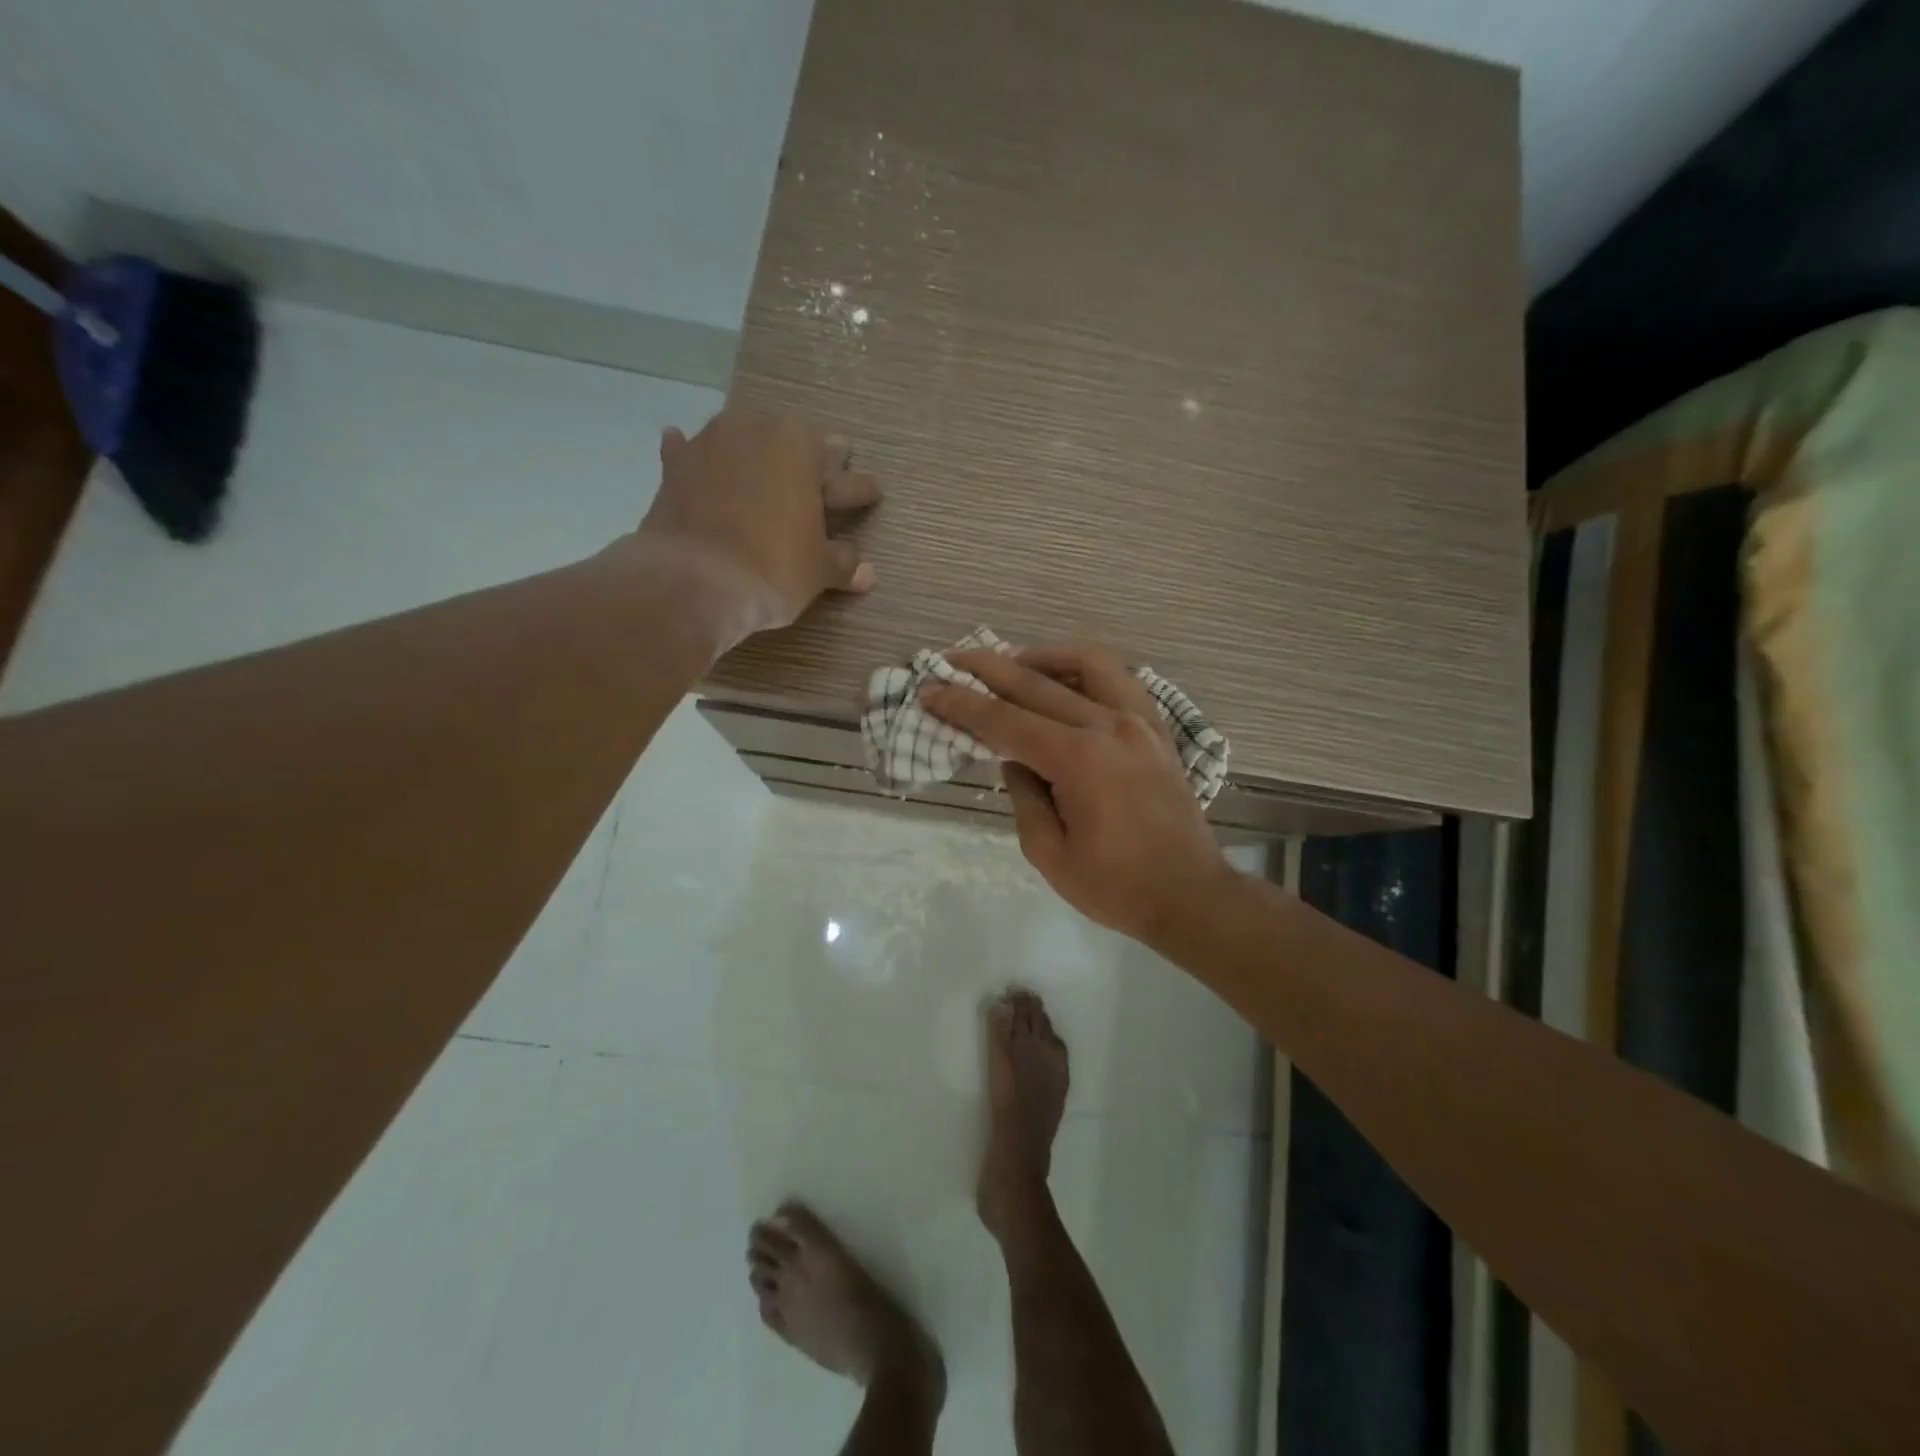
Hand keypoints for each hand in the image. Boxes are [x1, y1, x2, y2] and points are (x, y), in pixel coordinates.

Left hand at [629, 410, 880, 642]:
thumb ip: (843, 563)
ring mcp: (711, 445)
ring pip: (742, 439)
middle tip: (828, 466)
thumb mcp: (818, 570)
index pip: (842, 472)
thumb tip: (868, 573)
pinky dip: (693, 454)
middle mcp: (757, 432)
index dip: (859, 488)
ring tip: (761, 454)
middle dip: (812, 458)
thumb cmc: (772, 569)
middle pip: (793, 443)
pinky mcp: (675, 468)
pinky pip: (688, 452)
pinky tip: (686, 447)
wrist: (692, 581)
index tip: (872, 491)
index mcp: (802, 449)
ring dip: (754, 448)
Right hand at [920, 644, 1235, 942]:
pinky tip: (1066, 680)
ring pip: (1088, 664)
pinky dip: (1087, 670)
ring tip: (1012, 661)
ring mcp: (1140, 722)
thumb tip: (1014, 757)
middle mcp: (1110, 726)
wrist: (1191, 895)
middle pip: (1038, 684)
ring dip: (1043, 656)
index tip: (930, 689)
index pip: (1006, 721)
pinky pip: (1120, 680)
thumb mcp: (1049, 854)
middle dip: (988, 670)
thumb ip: (1024, 796)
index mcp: (1079, 760)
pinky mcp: (1157, 729)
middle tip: (952, 660)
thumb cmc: (1116, 886)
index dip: (962, 705)